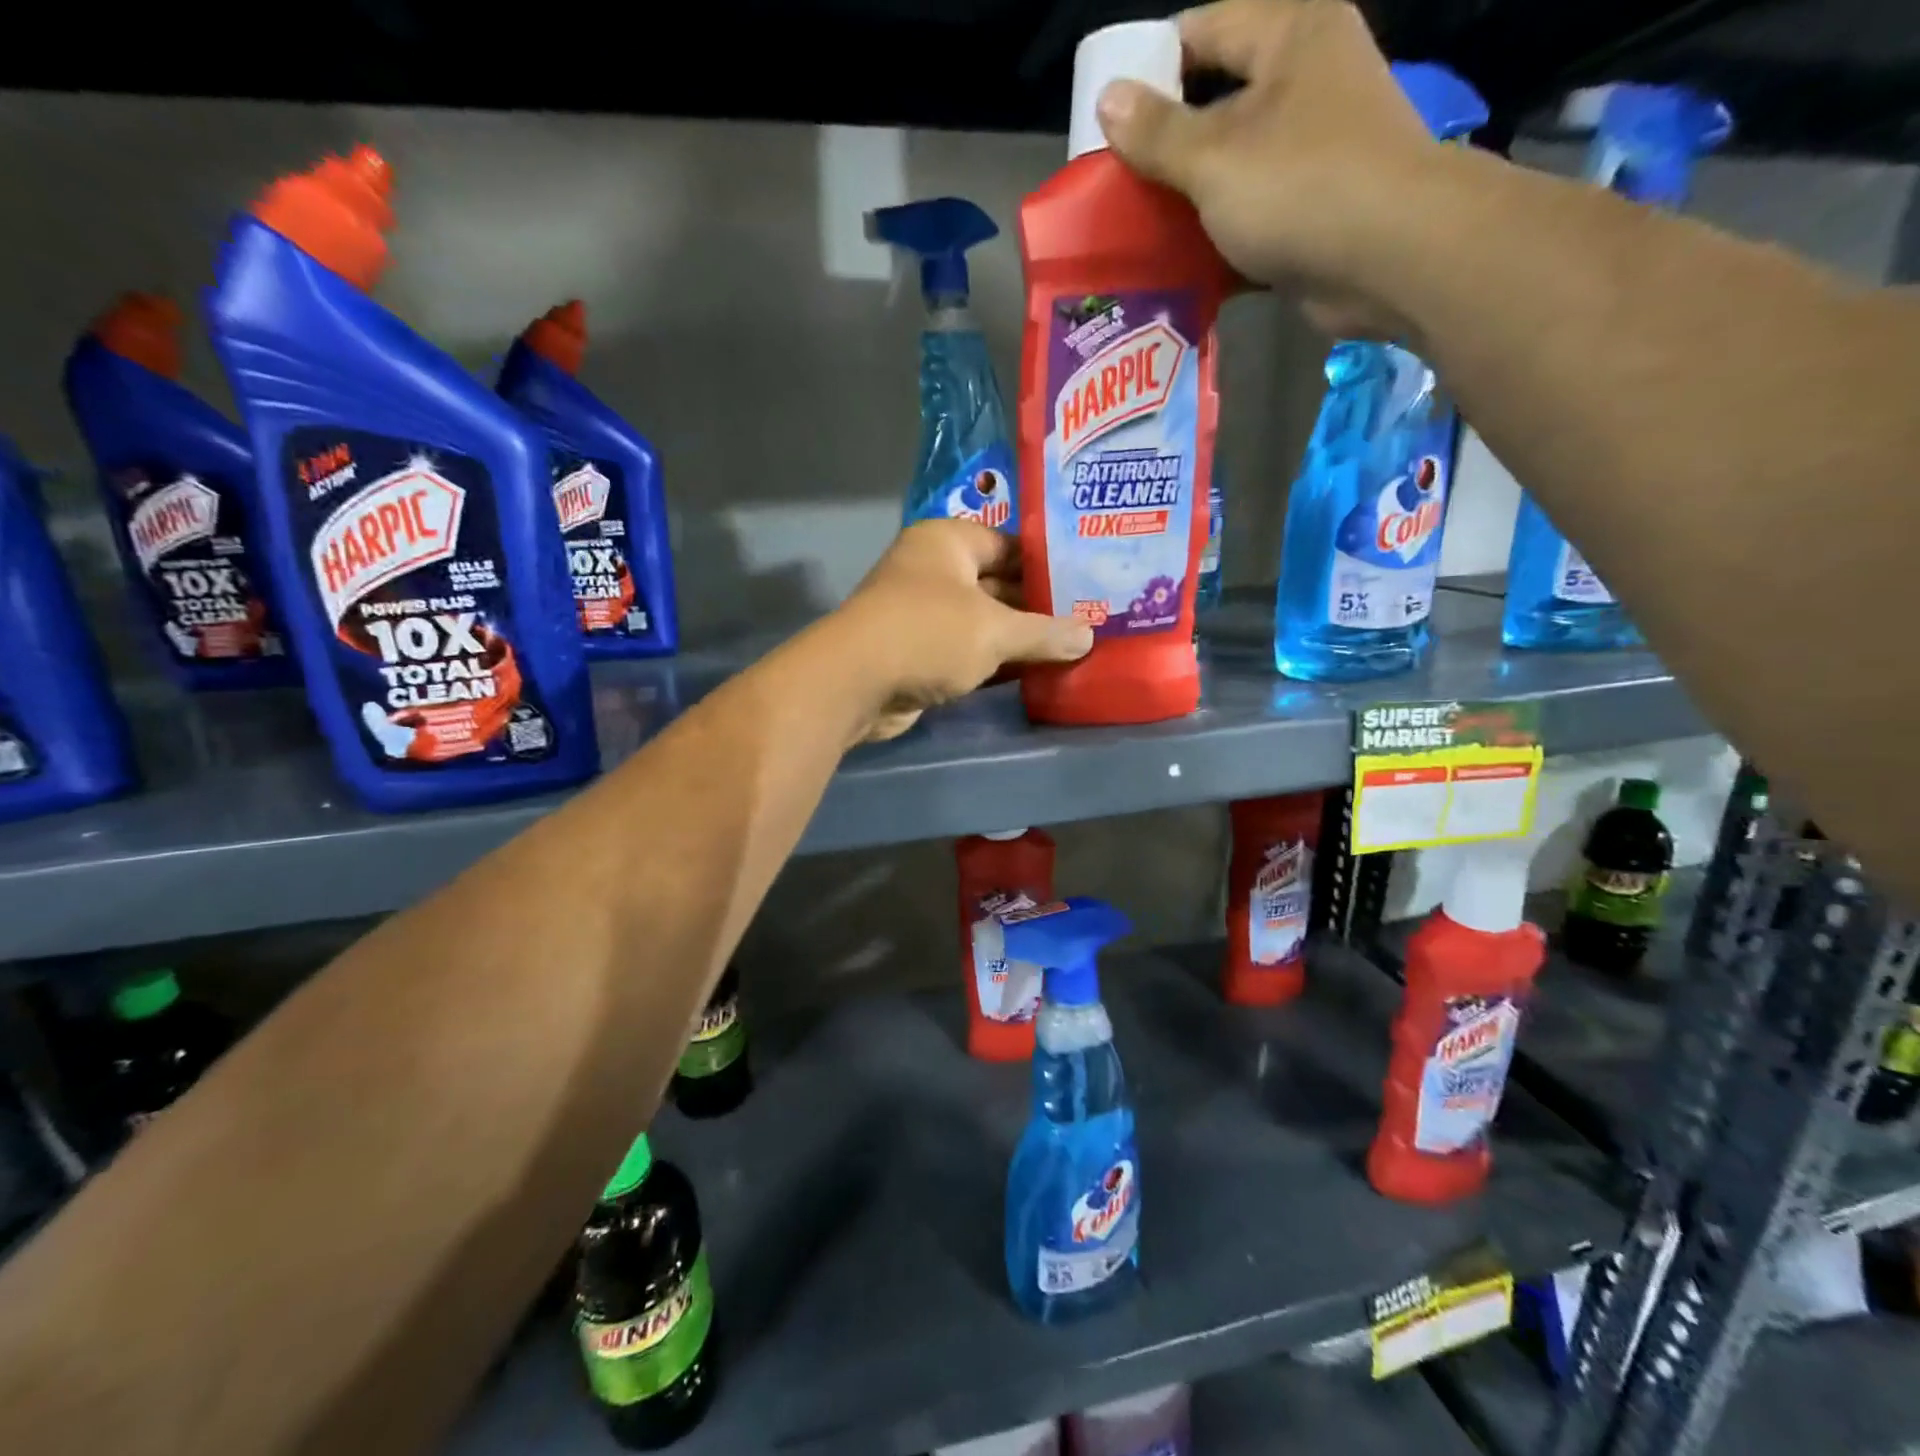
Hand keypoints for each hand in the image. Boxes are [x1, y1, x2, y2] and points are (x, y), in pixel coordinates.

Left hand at [834, 520, 1093, 742]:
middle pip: (999, 584)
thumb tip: (1089, 636)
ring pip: (985, 622)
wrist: (854, 685)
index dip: (1050, 564)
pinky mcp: (920, 652)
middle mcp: (934, 571)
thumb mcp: (995, 630)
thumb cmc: (928, 634)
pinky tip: (1036, 673)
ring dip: (1020, 638)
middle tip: (1091, 620)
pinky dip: (997, 661)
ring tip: (1073, 648)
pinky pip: (969, 651)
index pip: (1010, 544)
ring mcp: (924, 614)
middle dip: (1039, 606)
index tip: (1090, 582)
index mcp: (948, 542)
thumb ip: (1044, 632)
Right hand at [1096, 0, 1444, 338]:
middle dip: (1166, 144)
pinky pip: (1253, 213)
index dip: (1152, 69)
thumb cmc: (1301, 188)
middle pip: (1218, 102)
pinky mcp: (1315, 208)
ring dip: (1189, 198)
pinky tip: (1180, 261)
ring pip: (1234, 165)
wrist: (1390, 259)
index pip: (1205, 29)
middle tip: (1117, 181)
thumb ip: (1158, 132)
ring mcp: (1315, 149)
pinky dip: (1219, 235)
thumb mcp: (1214, 157)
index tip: (1109, 118)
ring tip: (1138, 226)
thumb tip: (1108, 100)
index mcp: (1291, 35)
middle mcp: (1307, 81)